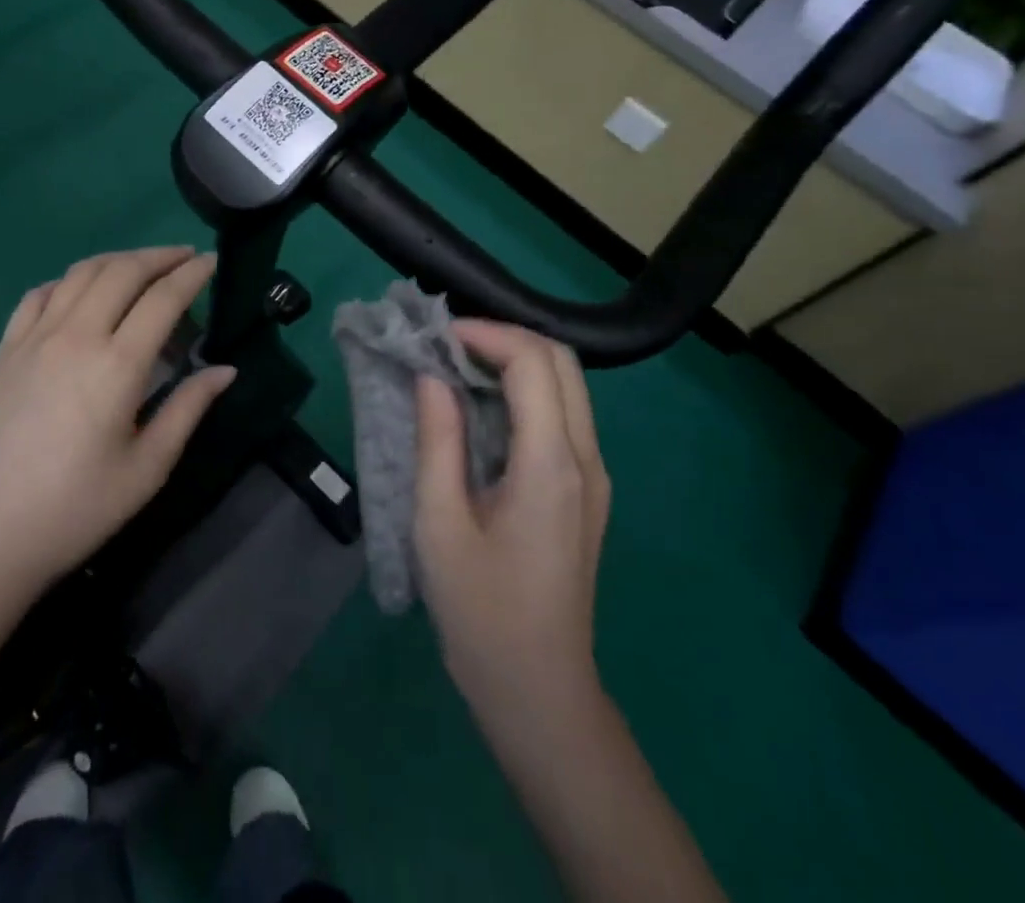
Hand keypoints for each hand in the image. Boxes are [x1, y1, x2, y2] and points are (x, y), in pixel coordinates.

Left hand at [0, 247, 235, 598]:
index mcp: (117, 365)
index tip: (212, 260)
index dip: (193, 274)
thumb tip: (225, 369)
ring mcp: (33, 338)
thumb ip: (188, 409)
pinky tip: (79, 293)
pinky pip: (39, 295)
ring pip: (80, 273)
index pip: (163, 298)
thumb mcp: (146, 468)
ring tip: (141, 266)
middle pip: (122, 271)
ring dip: (117, 260)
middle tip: (185, 257)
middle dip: (160, 256)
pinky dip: (68, 281)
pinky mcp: (4, 350)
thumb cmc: (75, 510)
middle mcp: (75, 336)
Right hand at [413, 321, 610, 711]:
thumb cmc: (481, 611)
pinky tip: (481, 406)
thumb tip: (431, 376)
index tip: (436, 337)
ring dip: (516, 360)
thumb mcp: (440, 523)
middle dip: (505, 337)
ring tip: (457, 366)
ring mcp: (593, 475)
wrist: (538, 690)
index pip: (533, 363)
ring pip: (567, 384)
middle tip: (447, 344)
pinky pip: (562, 414)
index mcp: (552, 465)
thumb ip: (438, 440)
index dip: (485, 334)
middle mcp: (585, 459)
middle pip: (562, 362)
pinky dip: (524, 390)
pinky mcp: (585, 489)